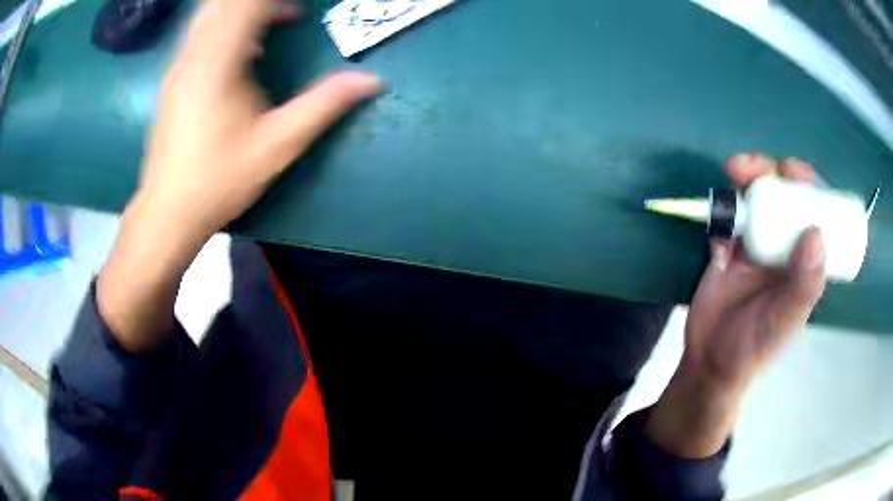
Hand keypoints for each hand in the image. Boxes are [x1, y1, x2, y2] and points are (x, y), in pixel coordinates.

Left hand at [138, 0, 380, 241]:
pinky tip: (243, 51)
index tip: (303, 10)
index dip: (279, 1)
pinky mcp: (172, 80)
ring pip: (208, 14)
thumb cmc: (220, 180)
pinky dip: (225, 25)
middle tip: (291, 13)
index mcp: (218, 62)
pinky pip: (199, 33)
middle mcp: (193, 55)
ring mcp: (178, 66)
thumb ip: (324, 105)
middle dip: (261, 3)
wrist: (168, 212)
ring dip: (242, 10)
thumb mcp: (278, 145)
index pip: (249, 5)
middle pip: (225, 3)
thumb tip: (372, 80)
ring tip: (272, 22)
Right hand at [647, 154, 826, 457]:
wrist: (710, 362)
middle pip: (780, 194)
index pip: (812, 211)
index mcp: (803, 258)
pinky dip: (720, 216)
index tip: (794, 171)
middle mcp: (782, 244)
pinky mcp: (726, 247)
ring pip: (752, 198)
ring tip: (733, 170)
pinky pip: (725, 220)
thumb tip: (816, 232)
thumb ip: (804, 285)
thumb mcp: (785, 321)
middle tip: (752, 166)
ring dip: (744, 179)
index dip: (806, 185)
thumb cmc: (755, 347)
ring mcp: (753, 243)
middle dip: (768, 171)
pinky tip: (718, 243)